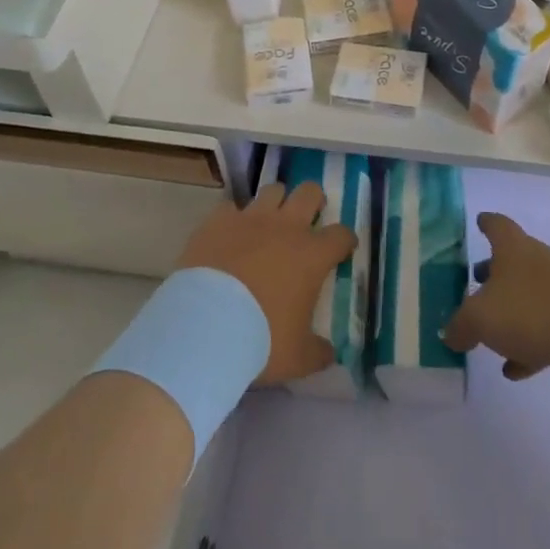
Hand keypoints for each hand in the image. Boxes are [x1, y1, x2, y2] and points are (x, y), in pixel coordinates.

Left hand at [176, 181, 356, 384]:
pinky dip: (233, 218)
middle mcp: (286, 228)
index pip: (341, 235)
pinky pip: (231, 207)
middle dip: (314, 201)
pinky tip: (229, 233)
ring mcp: (250, 219)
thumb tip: (330, 353)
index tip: (342, 249)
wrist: (204, 328)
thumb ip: (318, 352)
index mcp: (312, 256)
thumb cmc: (260, 341)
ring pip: (272, 190)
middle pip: (309, 193)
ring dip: (276, 203)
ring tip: (270, 221)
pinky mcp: (218, 221)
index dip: (345, 240)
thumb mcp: (298, 358)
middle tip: (309, 218)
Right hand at [441, 212, 549, 385]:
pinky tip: (513, 369)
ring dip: (509, 313)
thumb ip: (460, 326)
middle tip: (473, 282)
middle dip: (492, 272)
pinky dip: (526, 347)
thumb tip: (449, 333)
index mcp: (512, 249)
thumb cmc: (531, 309)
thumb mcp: (480, 318)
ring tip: (487, 333)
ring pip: (527, 298)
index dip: (486, 223)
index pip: (496, 226)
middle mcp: (536, 263)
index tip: (479, 222)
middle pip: (511, 262)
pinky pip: (542, 331)